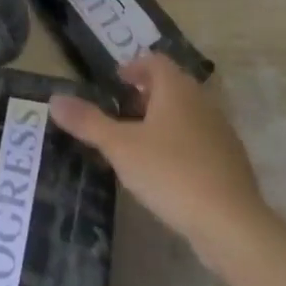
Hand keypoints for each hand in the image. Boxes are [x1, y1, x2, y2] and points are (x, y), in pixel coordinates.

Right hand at [48, 54, 269, 264]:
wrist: (231, 224)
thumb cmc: (171, 172)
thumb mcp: (120, 147)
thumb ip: (88, 122)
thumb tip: (54, 99)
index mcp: (176, 89)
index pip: (155, 62)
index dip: (134, 67)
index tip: (116, 82)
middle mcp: (202, 102)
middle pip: (172, 86)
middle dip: (147, 95)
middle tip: (121, 112)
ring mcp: (221, 133)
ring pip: (187, 114)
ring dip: (164, 120)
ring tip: (139, 143)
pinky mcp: (231, 163)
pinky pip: (200, 141)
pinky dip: (181, 145)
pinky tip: (166, 172)